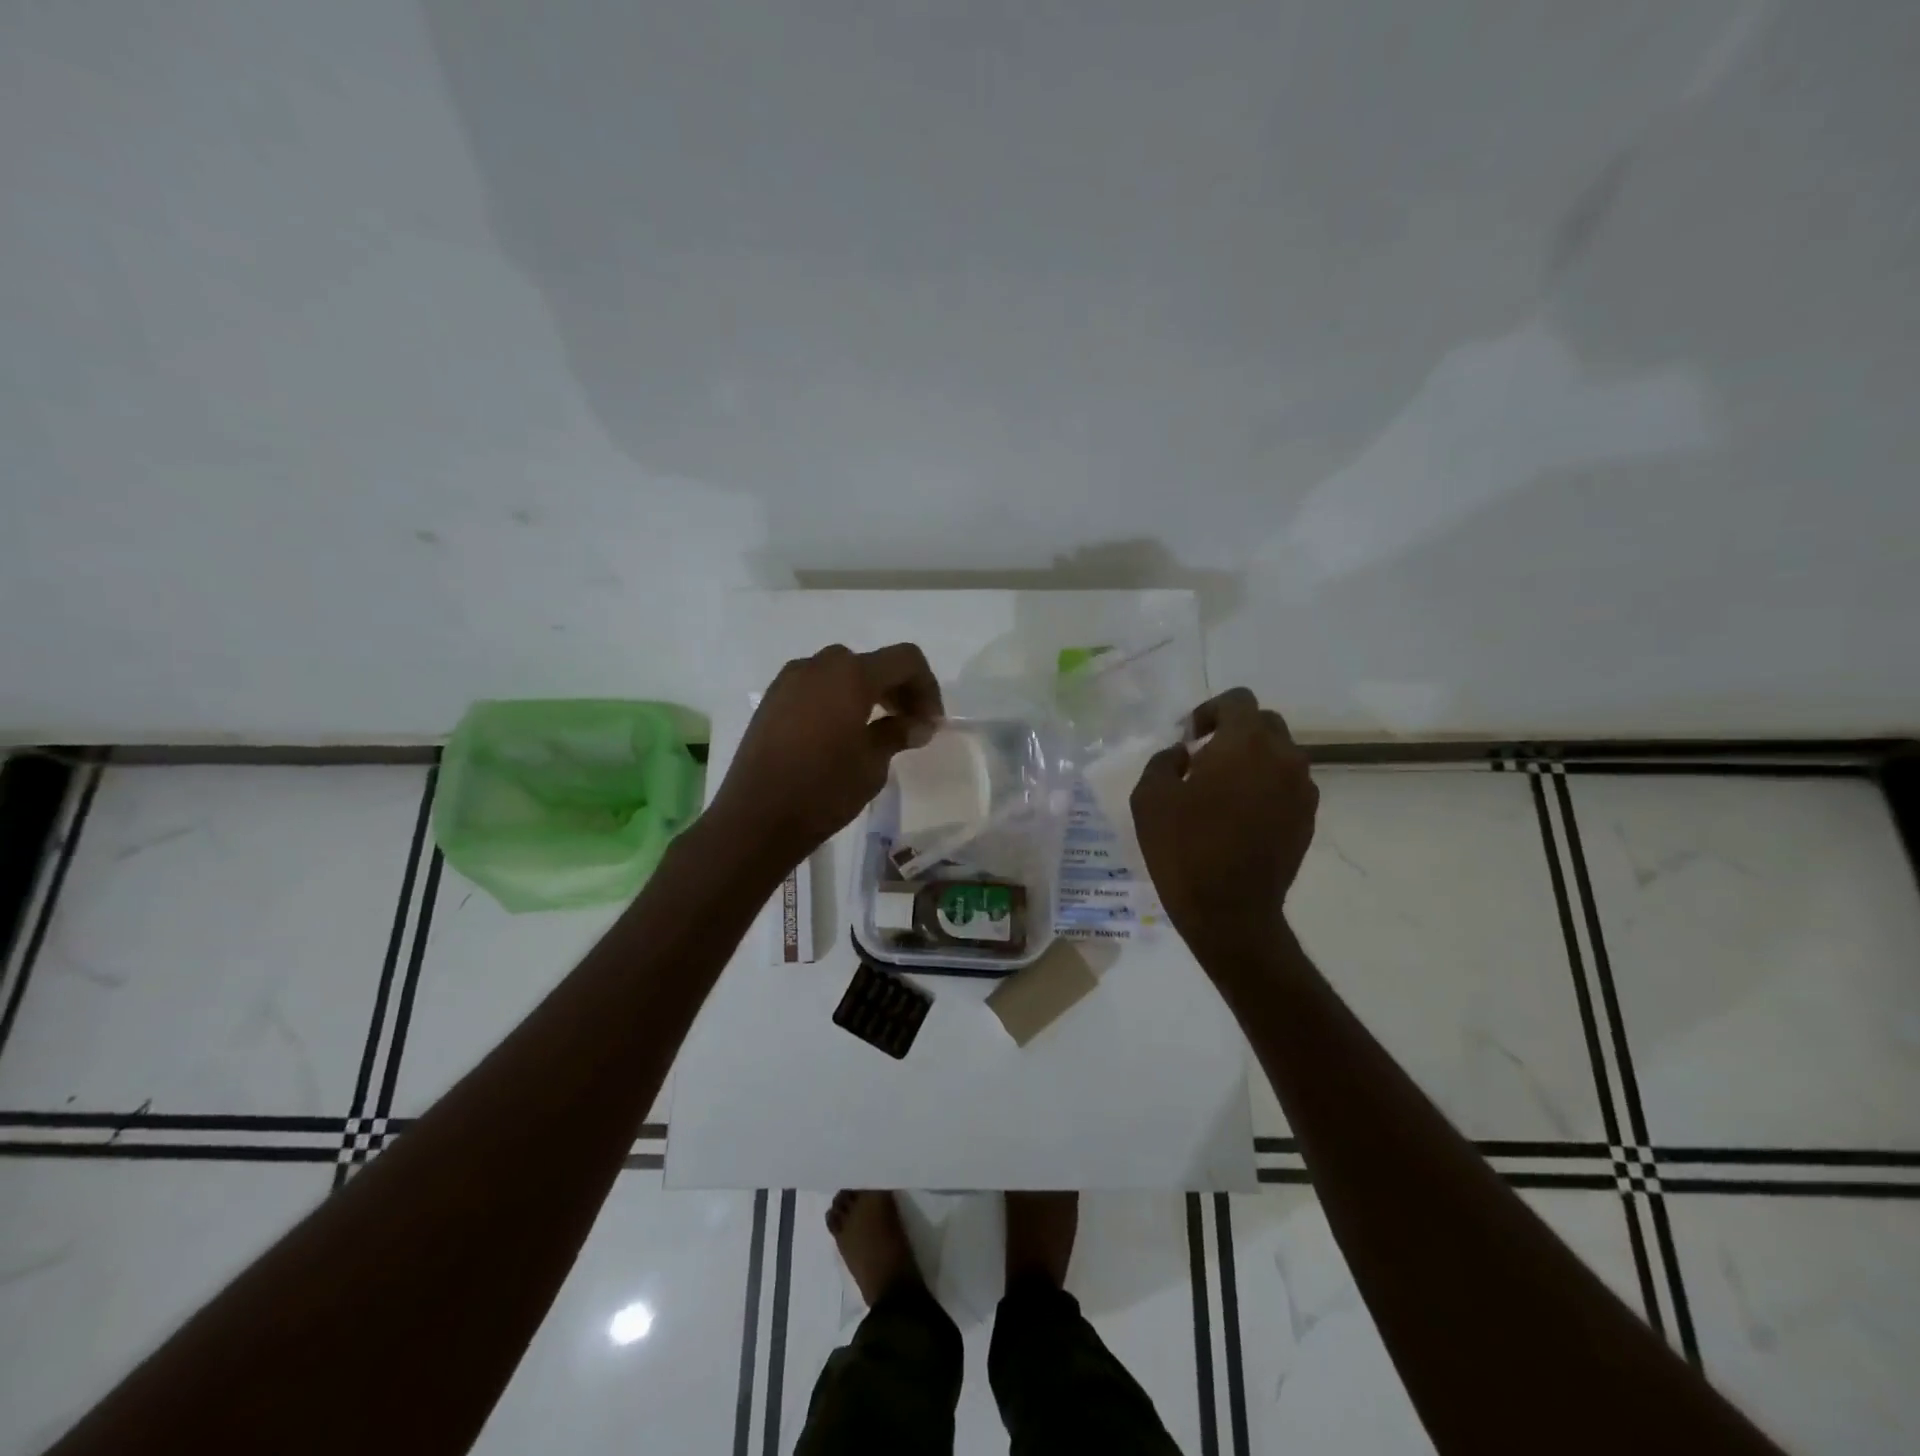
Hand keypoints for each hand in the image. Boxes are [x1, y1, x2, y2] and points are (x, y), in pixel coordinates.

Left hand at [709, 642, 943, 868]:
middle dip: (898, 689)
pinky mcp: (771, 699)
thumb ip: (897, 733)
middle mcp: (818, 665)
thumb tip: (918, 725)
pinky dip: (838, 699)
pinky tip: (842, 734)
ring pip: (842, 673)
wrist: (756, 818)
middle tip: (910, 725)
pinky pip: (816, 687)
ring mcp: (789, 680)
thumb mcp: (872, 763)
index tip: (931, 723)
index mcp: (850, 674)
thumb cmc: (824, 789)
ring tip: (878, 730)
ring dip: (868, 693)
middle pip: (872, 663)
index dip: (927, 687)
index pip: (905, 660)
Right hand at [1130, 687, 1317, 959]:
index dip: (1210, 711)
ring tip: (1223, 792)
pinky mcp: (1308, 819)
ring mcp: (1302, 790)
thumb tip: (1184, 754)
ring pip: (1279, 755)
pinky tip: (1240, 817)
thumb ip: (1164, 761)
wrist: (1231, 911)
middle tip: (1204, 761)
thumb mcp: (1150, 797)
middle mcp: (1283, 757)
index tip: (1190, 739)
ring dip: (1252, 761)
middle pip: (1264, 723)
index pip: (1238, 700)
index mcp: (1245, 743)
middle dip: (1234, 732)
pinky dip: (1266, 788)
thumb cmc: (1184, 848)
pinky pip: (1287, 786)